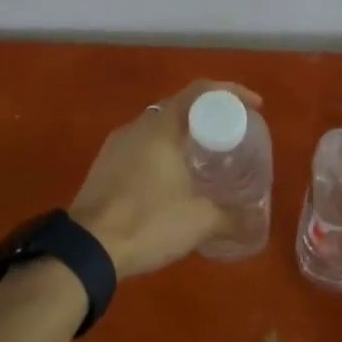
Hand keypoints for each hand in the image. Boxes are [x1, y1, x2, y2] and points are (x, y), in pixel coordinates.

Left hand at [69, 79, 264, 278]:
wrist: (86, 249)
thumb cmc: (147, 222)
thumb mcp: (199, 221)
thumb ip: (231, 217)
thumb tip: (255, 222)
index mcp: (161, 127)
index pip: (200, 91)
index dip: (231, 93)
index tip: (255, 107)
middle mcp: (137, 127)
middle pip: (179, 107)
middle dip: (208, 115)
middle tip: (233, 135)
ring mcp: (116, 146)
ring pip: (158, 128)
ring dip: (184, 136)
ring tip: (207, 157)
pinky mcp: (104, 166)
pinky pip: (142, 147)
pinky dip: (164, 153)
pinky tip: (175, 178)